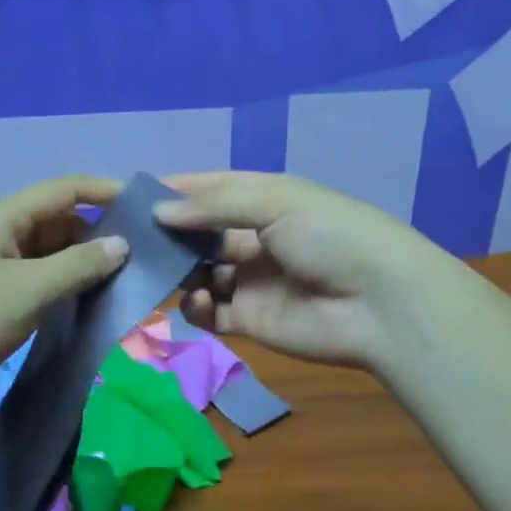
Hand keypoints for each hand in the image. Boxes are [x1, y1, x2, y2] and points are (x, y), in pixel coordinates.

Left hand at [0, 176, 130, 406]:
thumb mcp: (29, 291)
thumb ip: (78, 265)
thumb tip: (121, 243)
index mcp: (5, 216)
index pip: (66, 188)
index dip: (106, 192)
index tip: (145, 208)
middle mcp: (0, 229)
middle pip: (58, 218)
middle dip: (97, 232)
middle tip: (138, 256)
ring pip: (48, 249)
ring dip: (79, 261)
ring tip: (118, 280)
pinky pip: (34, 274)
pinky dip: (60, 281)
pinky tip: (81, 300)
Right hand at [154, 171, 433, 371]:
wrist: (382, 304)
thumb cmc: (329, 235)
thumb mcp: (275, 201)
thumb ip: (213, 205)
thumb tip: (159, 211)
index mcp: (261, 199)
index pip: (207, 190)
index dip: (172, 191)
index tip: (129, 195)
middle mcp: (252, 236)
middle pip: (197, 233)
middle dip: (167, 234)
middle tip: (128, 240)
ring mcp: (250, 280)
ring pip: (199, 272)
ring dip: (178, 271)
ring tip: (156, 272)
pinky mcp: (251, 320)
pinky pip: (211, 312)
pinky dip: (197, 307)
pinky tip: (198, 301)